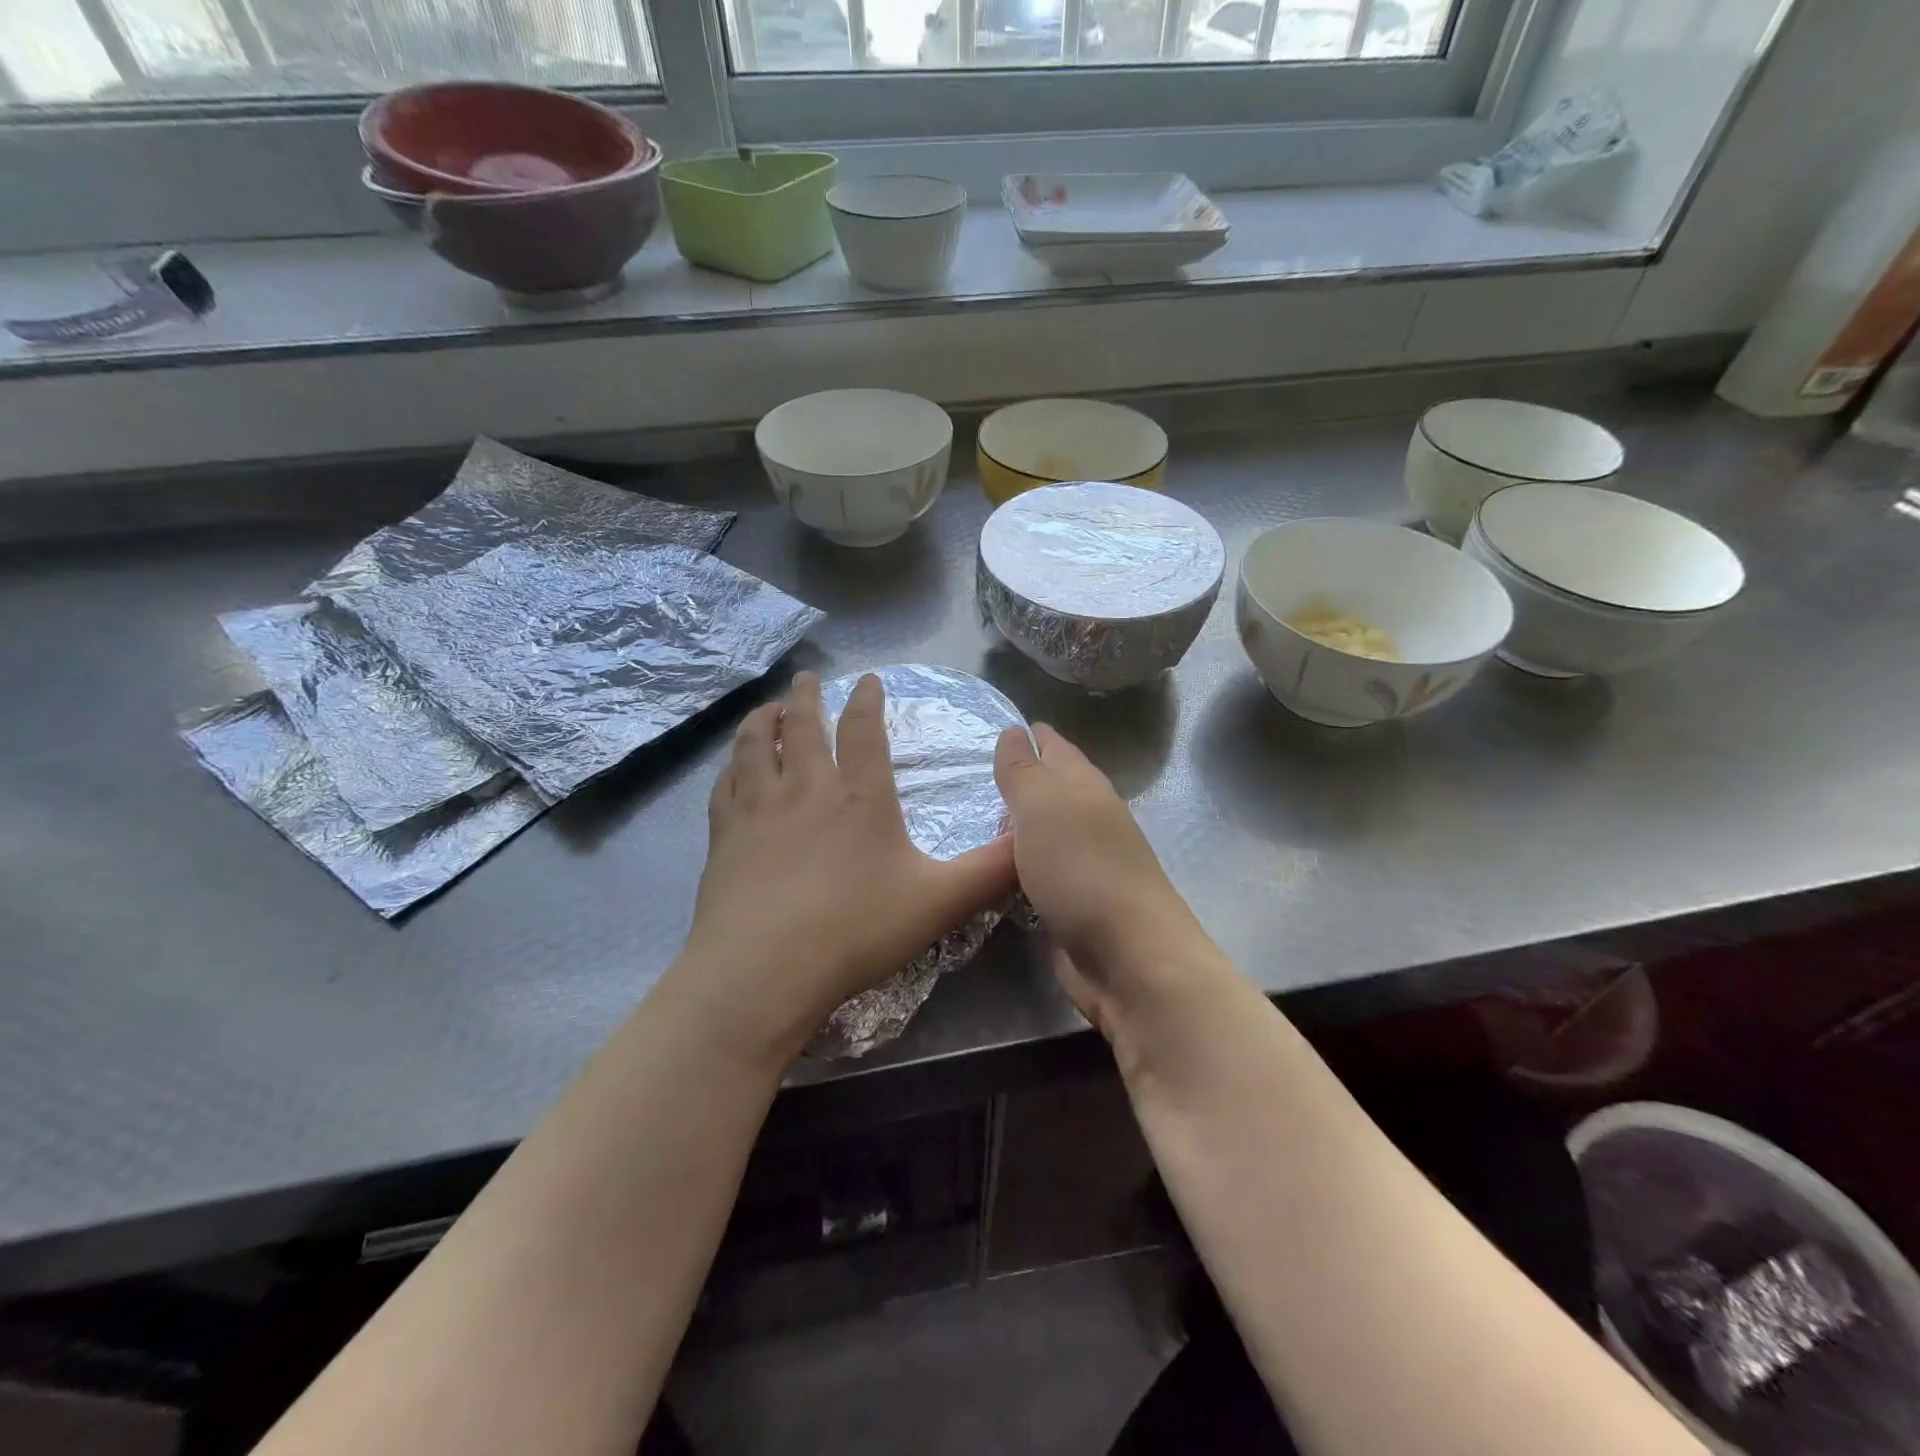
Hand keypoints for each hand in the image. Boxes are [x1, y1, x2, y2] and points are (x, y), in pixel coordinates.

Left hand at [667, 672, 1016, 1067]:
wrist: (764, 969)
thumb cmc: (856, 930)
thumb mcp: (940, 902)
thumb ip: (990, 871)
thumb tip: (1031, 840)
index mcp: (860, 797)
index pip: (864, 731)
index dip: (867, 701)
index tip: (869, 680)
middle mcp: (806, 789)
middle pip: (803, 727)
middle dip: (807, 698)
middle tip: (807, 678)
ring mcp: (759, 810)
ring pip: (756, 746)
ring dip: (763, 720)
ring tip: (768, 707)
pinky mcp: (725, 836)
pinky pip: (726, 785)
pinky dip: (731, 766)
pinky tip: (733, 768)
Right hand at [992, 724, 1213, 1043]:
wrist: (1128, 958)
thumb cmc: (1082, 870)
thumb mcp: (1043, 806)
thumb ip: (1023, 770)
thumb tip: (1014, 731)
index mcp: (1085, 787)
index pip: (1055, 747)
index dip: (1029, 735)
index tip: (994, 729)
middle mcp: (1089, 819)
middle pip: (1052, 788)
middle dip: (1019, 779)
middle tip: (969, 777)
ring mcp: (1084, 864)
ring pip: (1044, 831)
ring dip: (1016, 824)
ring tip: (974, 820)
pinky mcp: (1073, 904)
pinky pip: (1038, 871)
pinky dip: (1018, 864)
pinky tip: (995, 868)